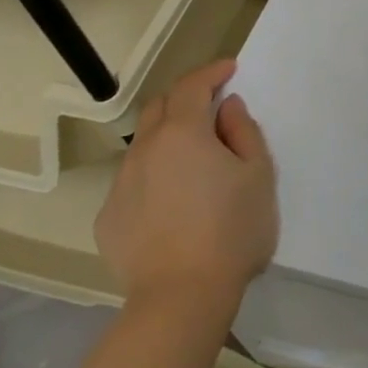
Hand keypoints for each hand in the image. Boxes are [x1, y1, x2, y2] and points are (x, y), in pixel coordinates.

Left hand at [96, 60, 278, 307]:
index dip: (212, 71)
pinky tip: (173, 202)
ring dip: (168, 138)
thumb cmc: (232, 229)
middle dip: (185, 98)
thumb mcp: (259, 173)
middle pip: (160, 107)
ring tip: (195, 161)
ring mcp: (121, 185)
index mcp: (183, 132)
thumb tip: (227, 108)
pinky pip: (133, 182)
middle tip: (212, 108)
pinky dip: (154, 175)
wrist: (181, 298)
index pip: (192, 85)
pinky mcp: (109, 219)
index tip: (230, 69)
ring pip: (144, 145)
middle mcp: (145, 149)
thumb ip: (243, 131)